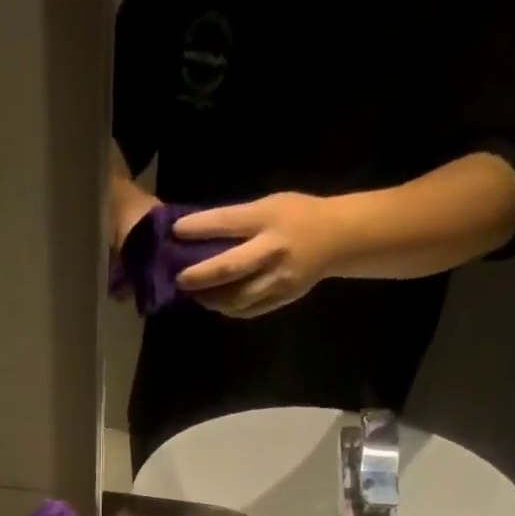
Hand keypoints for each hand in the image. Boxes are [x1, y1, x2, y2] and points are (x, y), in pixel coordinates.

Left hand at [174, 193, 340, 317]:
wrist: (338, 239)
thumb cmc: (297, 216)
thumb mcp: (270, 205)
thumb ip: (239, 221)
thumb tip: (198, 236)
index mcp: (268, 218)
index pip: (227, 223)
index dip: (199, 228)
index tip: (176, 231)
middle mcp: (272, 250)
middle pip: (229, 269)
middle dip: (199, 276)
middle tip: (179, 279)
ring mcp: (277, 279)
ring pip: (235, 297)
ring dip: (209, 299)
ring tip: (193, 294)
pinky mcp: (280, 299)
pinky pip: (246, 310)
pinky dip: (226, 308)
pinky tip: (215, 302)